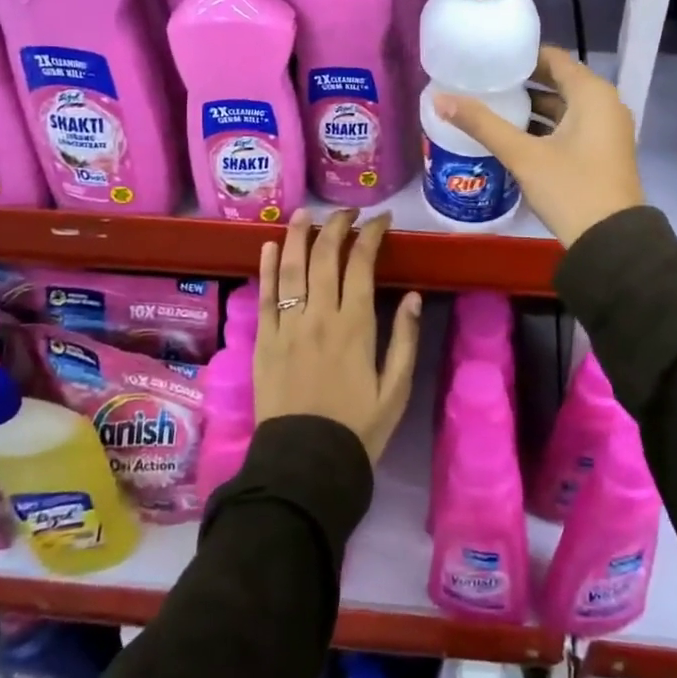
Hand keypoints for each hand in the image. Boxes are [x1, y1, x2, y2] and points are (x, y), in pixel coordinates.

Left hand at [254, 209, 421, 463]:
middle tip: (348, 212)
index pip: (361, 263)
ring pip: (291, 269)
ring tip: (305, 213)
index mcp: (355, 325)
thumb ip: (405, 339)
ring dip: (298, 236)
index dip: (371, 234)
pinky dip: (267, 268)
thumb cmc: (358, 428)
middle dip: (337, 225)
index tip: (382, 220)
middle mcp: (319, 316)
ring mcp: (287, 327)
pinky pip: (264, 297)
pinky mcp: (263, 341)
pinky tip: (269, 247)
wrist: (305, 464)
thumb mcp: (396, 389)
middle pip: (325, 256)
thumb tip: (413, 296)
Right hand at [433, 45, 645, 247]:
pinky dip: (544, 128)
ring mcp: (606, 130)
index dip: (520, 58)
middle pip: (557, 82)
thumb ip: (482, 124)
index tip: (488, 61)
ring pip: (563, 108)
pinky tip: (513, 138)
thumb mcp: (523, 155)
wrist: (612, 243)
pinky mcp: (602, 153)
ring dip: (531, 109)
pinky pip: (570, 128)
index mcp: (592, 93)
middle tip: (483, 85)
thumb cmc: (570, 188)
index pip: (553, 58)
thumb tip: (440, 99)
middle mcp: (605, 104)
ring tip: (491, 109)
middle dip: (521, 85)